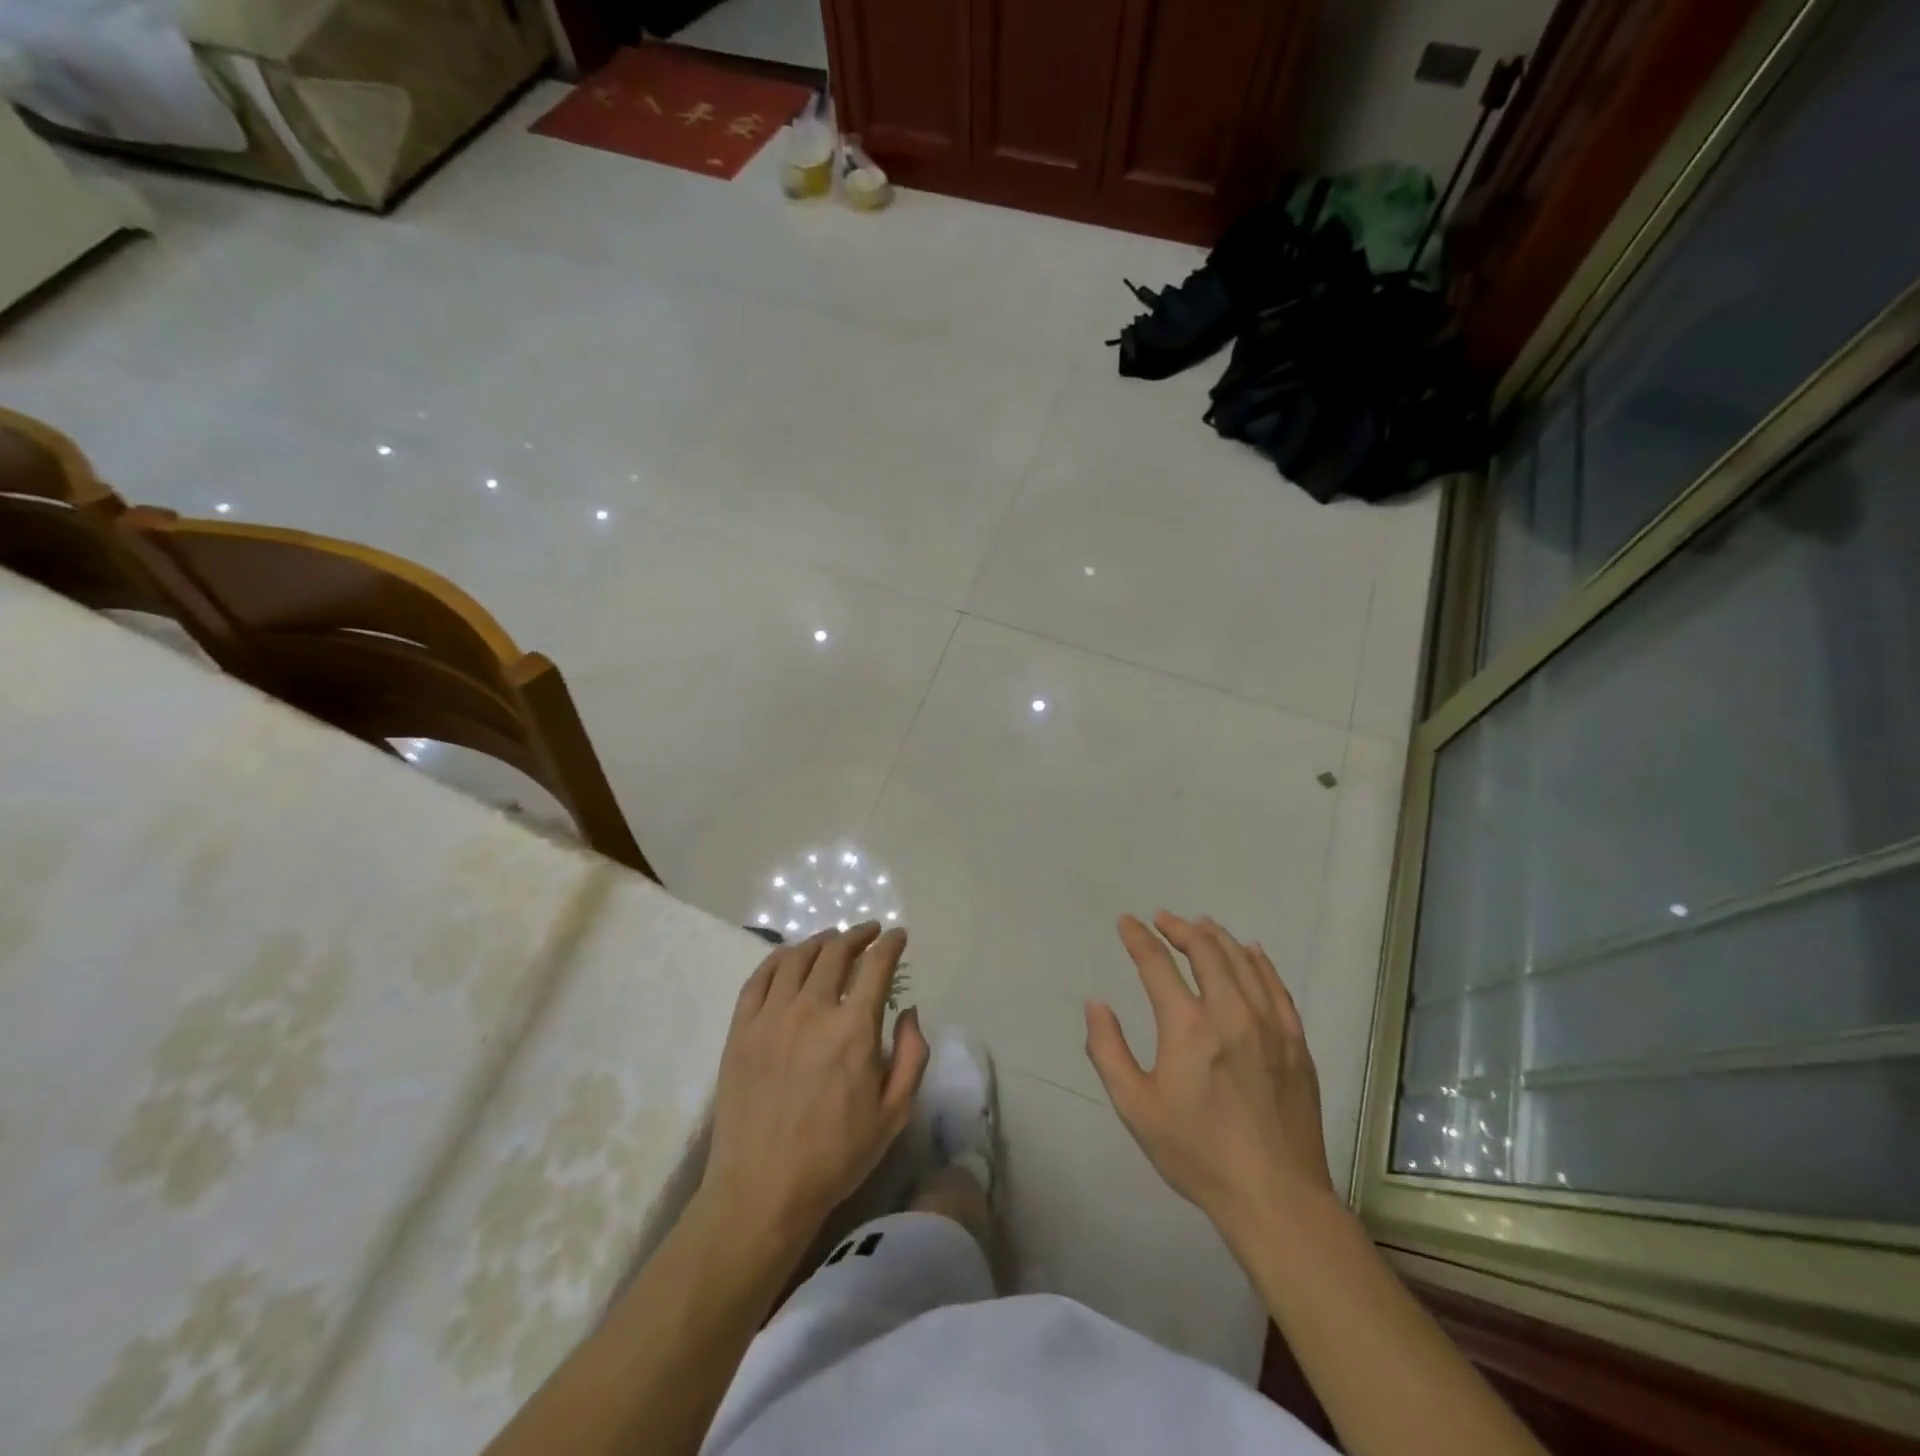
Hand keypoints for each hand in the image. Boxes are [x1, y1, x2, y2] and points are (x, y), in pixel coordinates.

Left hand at [702, 924, 929, 1244]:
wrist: (762, 1189)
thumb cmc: (836, 1155)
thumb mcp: (894, 1113)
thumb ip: (912, 1055)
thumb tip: (909, 1010)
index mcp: (853, 1029)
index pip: (876, 966)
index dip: (891, 944)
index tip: (898, 936)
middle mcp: (812, 1010)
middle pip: (836, 952)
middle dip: (858, 935)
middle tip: (869, 932)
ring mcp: (771, 1017)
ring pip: (798, 957)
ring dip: (820, 941)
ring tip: (832, 939)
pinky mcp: (742, 1029)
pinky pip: (760, 978)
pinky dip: (779, 958)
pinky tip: (789, 956)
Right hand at [1084, 912, 1333, 1239]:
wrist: (1275, 1197)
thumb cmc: (1197, 1153)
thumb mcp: (1135, 1107)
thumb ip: (1108, 1050)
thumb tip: (1095, 1004)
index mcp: (1188, 1026)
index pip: (1157, 964)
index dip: (1138, 938)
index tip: (1127, 922)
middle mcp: (1231, 1012)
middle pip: (1205, 951)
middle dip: (1179, 928)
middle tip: (1163, 919)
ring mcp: (1270, 1025)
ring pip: (1242, 961)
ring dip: (1217, 937)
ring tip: (1200, 925)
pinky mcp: (1295, 1042)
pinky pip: (1276, 986)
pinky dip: (1259, 962)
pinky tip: (1252, 952)